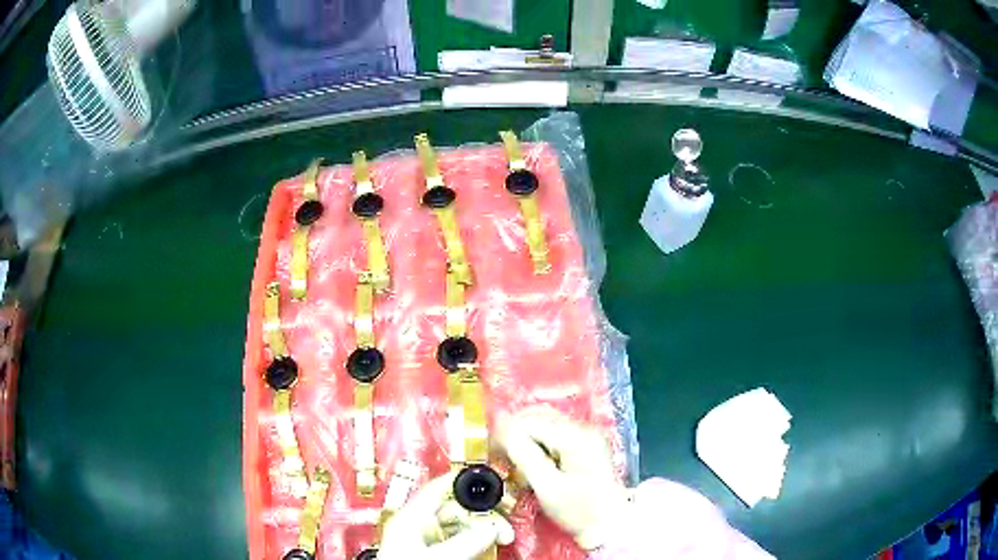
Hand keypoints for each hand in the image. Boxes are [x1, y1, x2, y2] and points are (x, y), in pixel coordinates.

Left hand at [377, 473, 514, 559]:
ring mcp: (419, 541)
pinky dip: (471, 542)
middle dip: (481, 514)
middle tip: (503, 525)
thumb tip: (493, 528)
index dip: (464, 481)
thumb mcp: (435, 555)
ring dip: (480, 530)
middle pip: (453, 509)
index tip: (490, 481)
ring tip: (499, 537)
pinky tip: (484, 547)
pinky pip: (453, 541)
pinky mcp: (426, 552)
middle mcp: (413, 525)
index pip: (439, 487)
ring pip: (456, 527)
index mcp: (408, 516)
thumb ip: (465, 541)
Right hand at [498, 408, 628, 549]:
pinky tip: (535, 465)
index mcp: (576, 437)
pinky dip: (541, 447)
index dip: (508, 435)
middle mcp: (584, 429)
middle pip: (539, 419)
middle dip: (517, 436)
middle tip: (503, 459)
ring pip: (546, 427)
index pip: (531, 423)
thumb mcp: (547, 487)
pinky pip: (556, 437)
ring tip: (517, 464)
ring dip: (528, 442)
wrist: (610, 526)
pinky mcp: (587, 447)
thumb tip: (503, 431)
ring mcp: (588, 437)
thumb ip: (524, 456)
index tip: (492, 454)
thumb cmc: (579, 510)